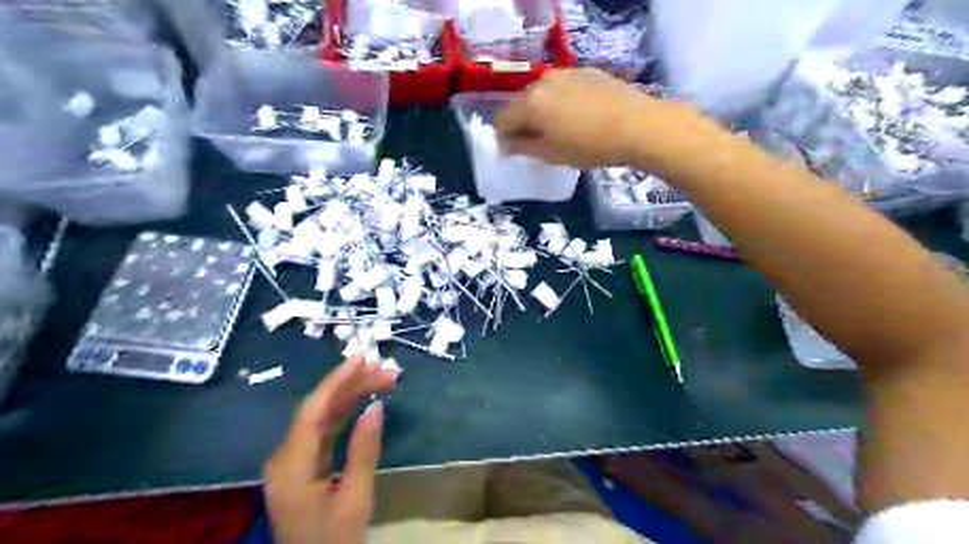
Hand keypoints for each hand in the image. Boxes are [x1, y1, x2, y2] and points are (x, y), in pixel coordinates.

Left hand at [263, 358, 394, 543]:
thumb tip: (376, 407)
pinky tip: (365, 401)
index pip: (312, 411)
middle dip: (351, 385)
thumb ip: (364, 451)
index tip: (362, 359)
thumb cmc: (334, 542)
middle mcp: (286, 457)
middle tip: (386, 370)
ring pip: (322, 417)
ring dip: (351, 396)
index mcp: (291, 466)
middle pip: (317, 409)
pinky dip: (346, 413)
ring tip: (382, 379)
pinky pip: (324, 430)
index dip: (337, 381)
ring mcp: (293, 461)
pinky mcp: (303, 465)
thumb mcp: (355, 500)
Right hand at [500, 66, 704, 170]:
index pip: (502, 119)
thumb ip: (523, 148)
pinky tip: (580, 115)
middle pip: (521, 103)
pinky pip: (563, 87)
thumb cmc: (590, 146)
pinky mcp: (586, 71)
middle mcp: (543, 81)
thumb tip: (505, 145)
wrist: (638, 125)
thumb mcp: (552, 154)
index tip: (514, 150)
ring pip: (542, 93)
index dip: (504, 137)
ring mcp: (566, 73)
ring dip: (543, 110)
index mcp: (531, 104)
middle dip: (523, 122)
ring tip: (561, 128)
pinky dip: (562, 100)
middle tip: (538, 142)